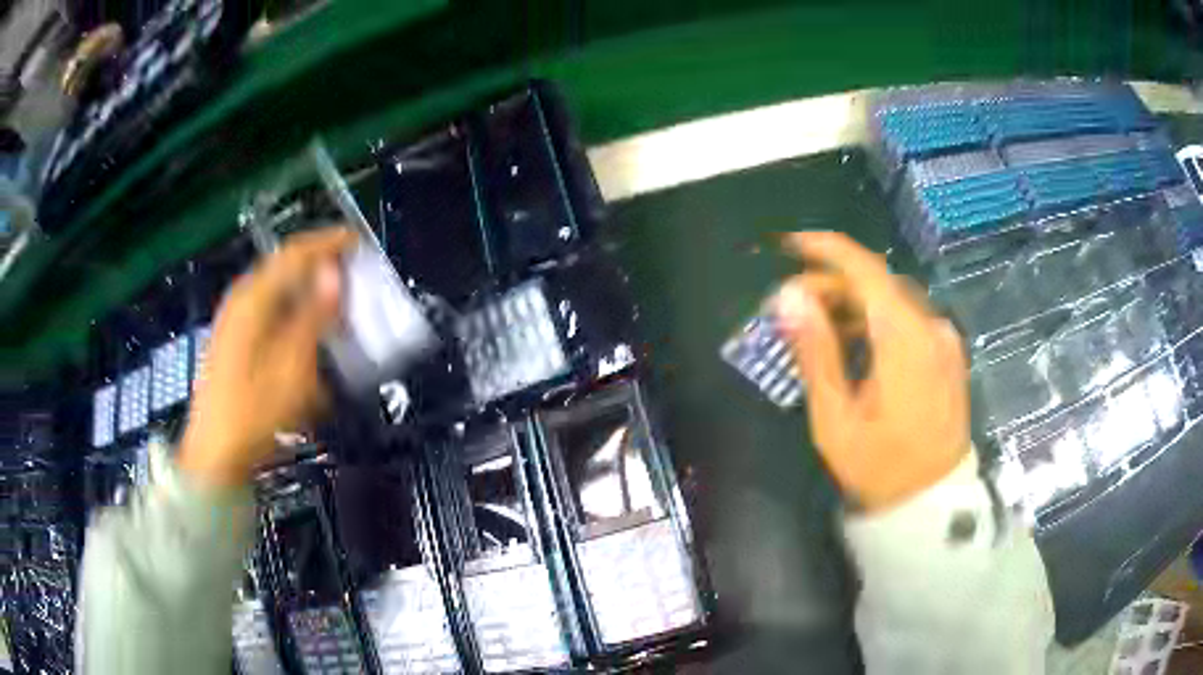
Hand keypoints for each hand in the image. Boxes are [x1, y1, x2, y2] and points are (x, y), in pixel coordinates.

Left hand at [179, 228, 356, 487]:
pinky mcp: (234, 342)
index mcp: (253, 298)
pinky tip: (307, 337)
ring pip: (278, 292)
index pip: (295, 253)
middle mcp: (241, 300)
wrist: (215, 455)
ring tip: (336, 307)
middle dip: (321, 269)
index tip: (359, 242)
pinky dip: (294, 314)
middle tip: (353, 278)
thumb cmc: (254, 413)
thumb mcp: (292, 367)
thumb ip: (314, 316)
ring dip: (309, 294)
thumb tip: (334, 274)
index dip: (329, 243)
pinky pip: (270, 313)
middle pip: (285, 269)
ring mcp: (234, 321)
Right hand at [775, 232, 969, 511]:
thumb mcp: (836, 416)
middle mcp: (931, 326)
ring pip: (894, 301)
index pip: (865, 269)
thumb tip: (788, 297)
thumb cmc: (880, 466)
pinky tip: (857, 344)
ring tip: (819, 325)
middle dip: (833, 283)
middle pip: (879, 283)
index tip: (789, 245)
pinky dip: (878, 320)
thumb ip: (815, 351)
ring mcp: (944, 340)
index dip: (826, 249)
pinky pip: (909, 320)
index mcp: (905, 337)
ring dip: (854, 303)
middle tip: (793, 304)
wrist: (932, 503)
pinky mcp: (948, 355)